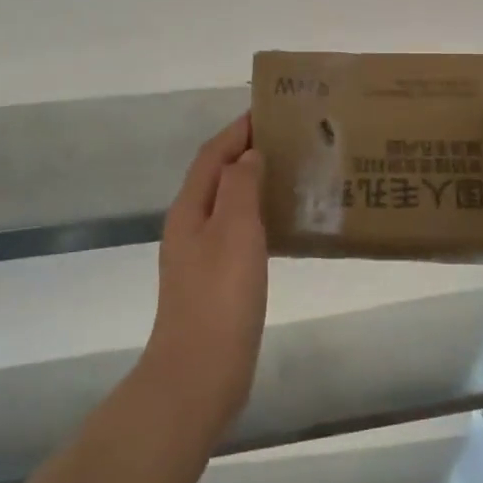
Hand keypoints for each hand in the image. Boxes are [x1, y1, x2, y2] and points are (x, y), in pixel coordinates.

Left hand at [144, 114, 267, 432]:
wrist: (200, 373)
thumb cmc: (220, 297)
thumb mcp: (234, 231)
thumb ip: (240, 186)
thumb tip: (248, 154)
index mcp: (190, 209)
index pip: (212, 154)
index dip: (237, 129)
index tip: (270, 109)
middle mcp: (190, 226)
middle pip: (218, 176)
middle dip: (247, 152)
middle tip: (289, 139)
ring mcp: (200, 256)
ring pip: (229, 204)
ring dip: (254, 184)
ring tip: (292, 173)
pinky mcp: (216, 281)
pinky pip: (238, 233)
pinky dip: (259, 217)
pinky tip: (283, 225)